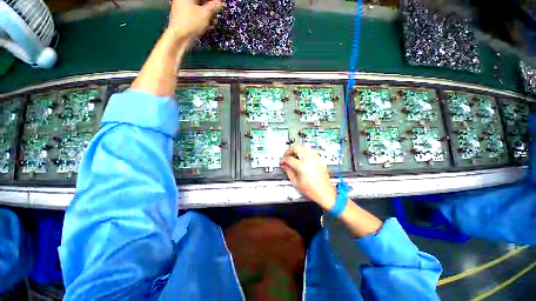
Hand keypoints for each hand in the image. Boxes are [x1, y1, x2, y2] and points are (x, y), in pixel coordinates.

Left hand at [167, 0, 222, 41]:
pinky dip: (202, 16)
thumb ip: (214, 7)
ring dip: (207, 12)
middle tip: (217, 12)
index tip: (219, 5)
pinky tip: (208, 23)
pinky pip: (195, 13)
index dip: (213, 1)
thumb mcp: (205, 14)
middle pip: (200, 0)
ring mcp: (182, 7)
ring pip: (198, 7)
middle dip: (210, 6)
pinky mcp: (183, 16)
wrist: (179, 37)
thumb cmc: (191, 23)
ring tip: (214, 19)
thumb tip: (220, 3)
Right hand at [280, 145, 336, 207]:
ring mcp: (315, 158)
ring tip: (294, 156)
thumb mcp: (296, 182)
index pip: (289, 158)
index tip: (282, 162)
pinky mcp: (319, 159)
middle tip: (286, 156)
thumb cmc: (312, 190)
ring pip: (303, 147)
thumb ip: (288, 171)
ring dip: (297, 150)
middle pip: (296, 147)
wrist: (324, 192)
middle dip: (289, 151)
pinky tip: (302, 158)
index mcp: (302, 166)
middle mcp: (309, 159)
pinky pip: (310, 151)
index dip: (283, 160)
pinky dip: (304, 152)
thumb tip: (284, 165)